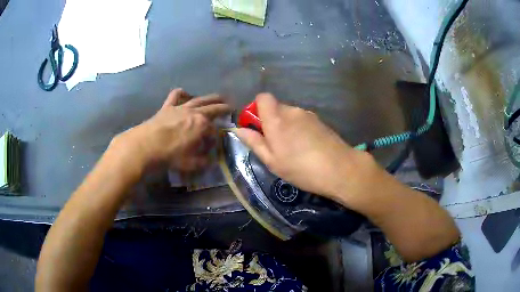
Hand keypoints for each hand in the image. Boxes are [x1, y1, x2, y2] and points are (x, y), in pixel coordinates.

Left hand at [114, 88, 230, 171]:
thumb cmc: (170, 155)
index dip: (216, 139)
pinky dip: (182, 94)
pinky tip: (185, 95)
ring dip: (211, 98)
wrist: (145, 146)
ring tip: (218, 97)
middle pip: (213, 108)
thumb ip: (204, 161)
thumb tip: (211, 159)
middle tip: (231, 107)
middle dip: (224, 107)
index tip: (213, 146)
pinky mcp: (168, 106)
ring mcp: (181, 107)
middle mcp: (194, 112)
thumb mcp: (191, 164)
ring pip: (199, 99)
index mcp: (202, 125)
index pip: (214, 131)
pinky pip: (176, 95)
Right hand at [235, 93, 379, 205]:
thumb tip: (239, 129)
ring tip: (293, 149)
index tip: (257, 127)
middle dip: (271, 121)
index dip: (256, 109)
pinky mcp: (320, 121)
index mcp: (276, 119)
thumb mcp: (272, 161)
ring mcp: (308, 115)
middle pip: (275, 107)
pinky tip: (306, 147)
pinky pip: (302, 120)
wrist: (340, 169)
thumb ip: (254, 142)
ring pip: (289, 114)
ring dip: (286, 126)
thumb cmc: (301, 169)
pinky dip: (299, 129)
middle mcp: (292, 111)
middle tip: (275, 144)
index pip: (262, 98)